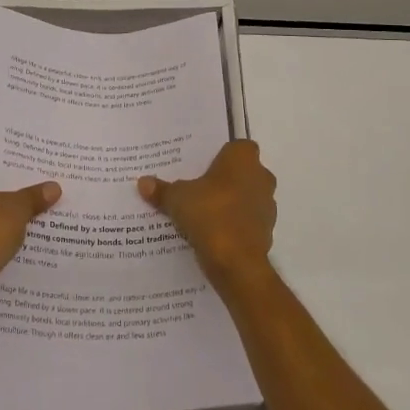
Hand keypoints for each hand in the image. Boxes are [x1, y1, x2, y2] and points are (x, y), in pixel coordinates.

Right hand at [139, 140, 276, 284]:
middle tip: (197, 187)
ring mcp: (267, 205)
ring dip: (230, 203)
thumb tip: (143, 182)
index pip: (237, 147)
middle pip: (242, 172)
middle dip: (224, 179)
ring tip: (202, 212)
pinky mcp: (266, 231)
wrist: (236, 262)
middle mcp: (261, 177)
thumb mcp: (177, 199)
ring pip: (246, 197)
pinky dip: (234, 225)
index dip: (222, 154)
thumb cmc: (210, 214)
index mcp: (243, 159)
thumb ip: (162, 189)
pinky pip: (247, 221)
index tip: (202, 165)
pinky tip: (212, 233)